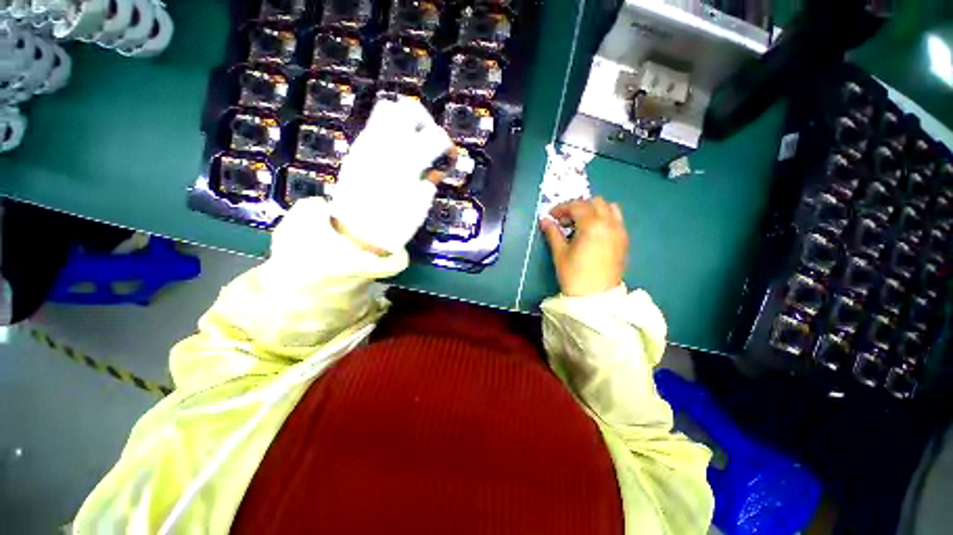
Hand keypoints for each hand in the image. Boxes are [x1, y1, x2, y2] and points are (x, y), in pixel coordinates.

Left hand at [328, 98, 453, 254]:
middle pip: (408, 109)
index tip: (450, 156)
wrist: (354, 234)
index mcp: (406, 162)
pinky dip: (390, 132)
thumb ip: (428, 182)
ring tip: (413, 143)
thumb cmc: (392, 225)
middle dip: (425, 120)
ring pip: (387, 110)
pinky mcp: (356, 149)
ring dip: (405, 121)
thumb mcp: (419, 207)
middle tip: (431, 141)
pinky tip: (397, 153)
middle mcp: (386, 145)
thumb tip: (433, 170)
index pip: (434, 137)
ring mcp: (367, 144)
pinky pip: (375, 127)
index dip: (447, 144)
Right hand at [540, 198, 628, 296]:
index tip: (551, 216)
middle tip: (565, 221)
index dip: (561, 208)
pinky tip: (593, 233)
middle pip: (595, 202)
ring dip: (594, 210)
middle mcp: (610, 224)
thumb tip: (544, 220)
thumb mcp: (560, 253)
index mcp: (592, 225)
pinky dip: (604, 219)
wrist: (595, 298)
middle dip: (578, 207)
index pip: (577, 206)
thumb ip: (553, 233)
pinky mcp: (624, 241)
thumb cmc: (574, 275)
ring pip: (610, 208)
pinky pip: (616, 220)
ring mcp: (620, 232)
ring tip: (581, 224)